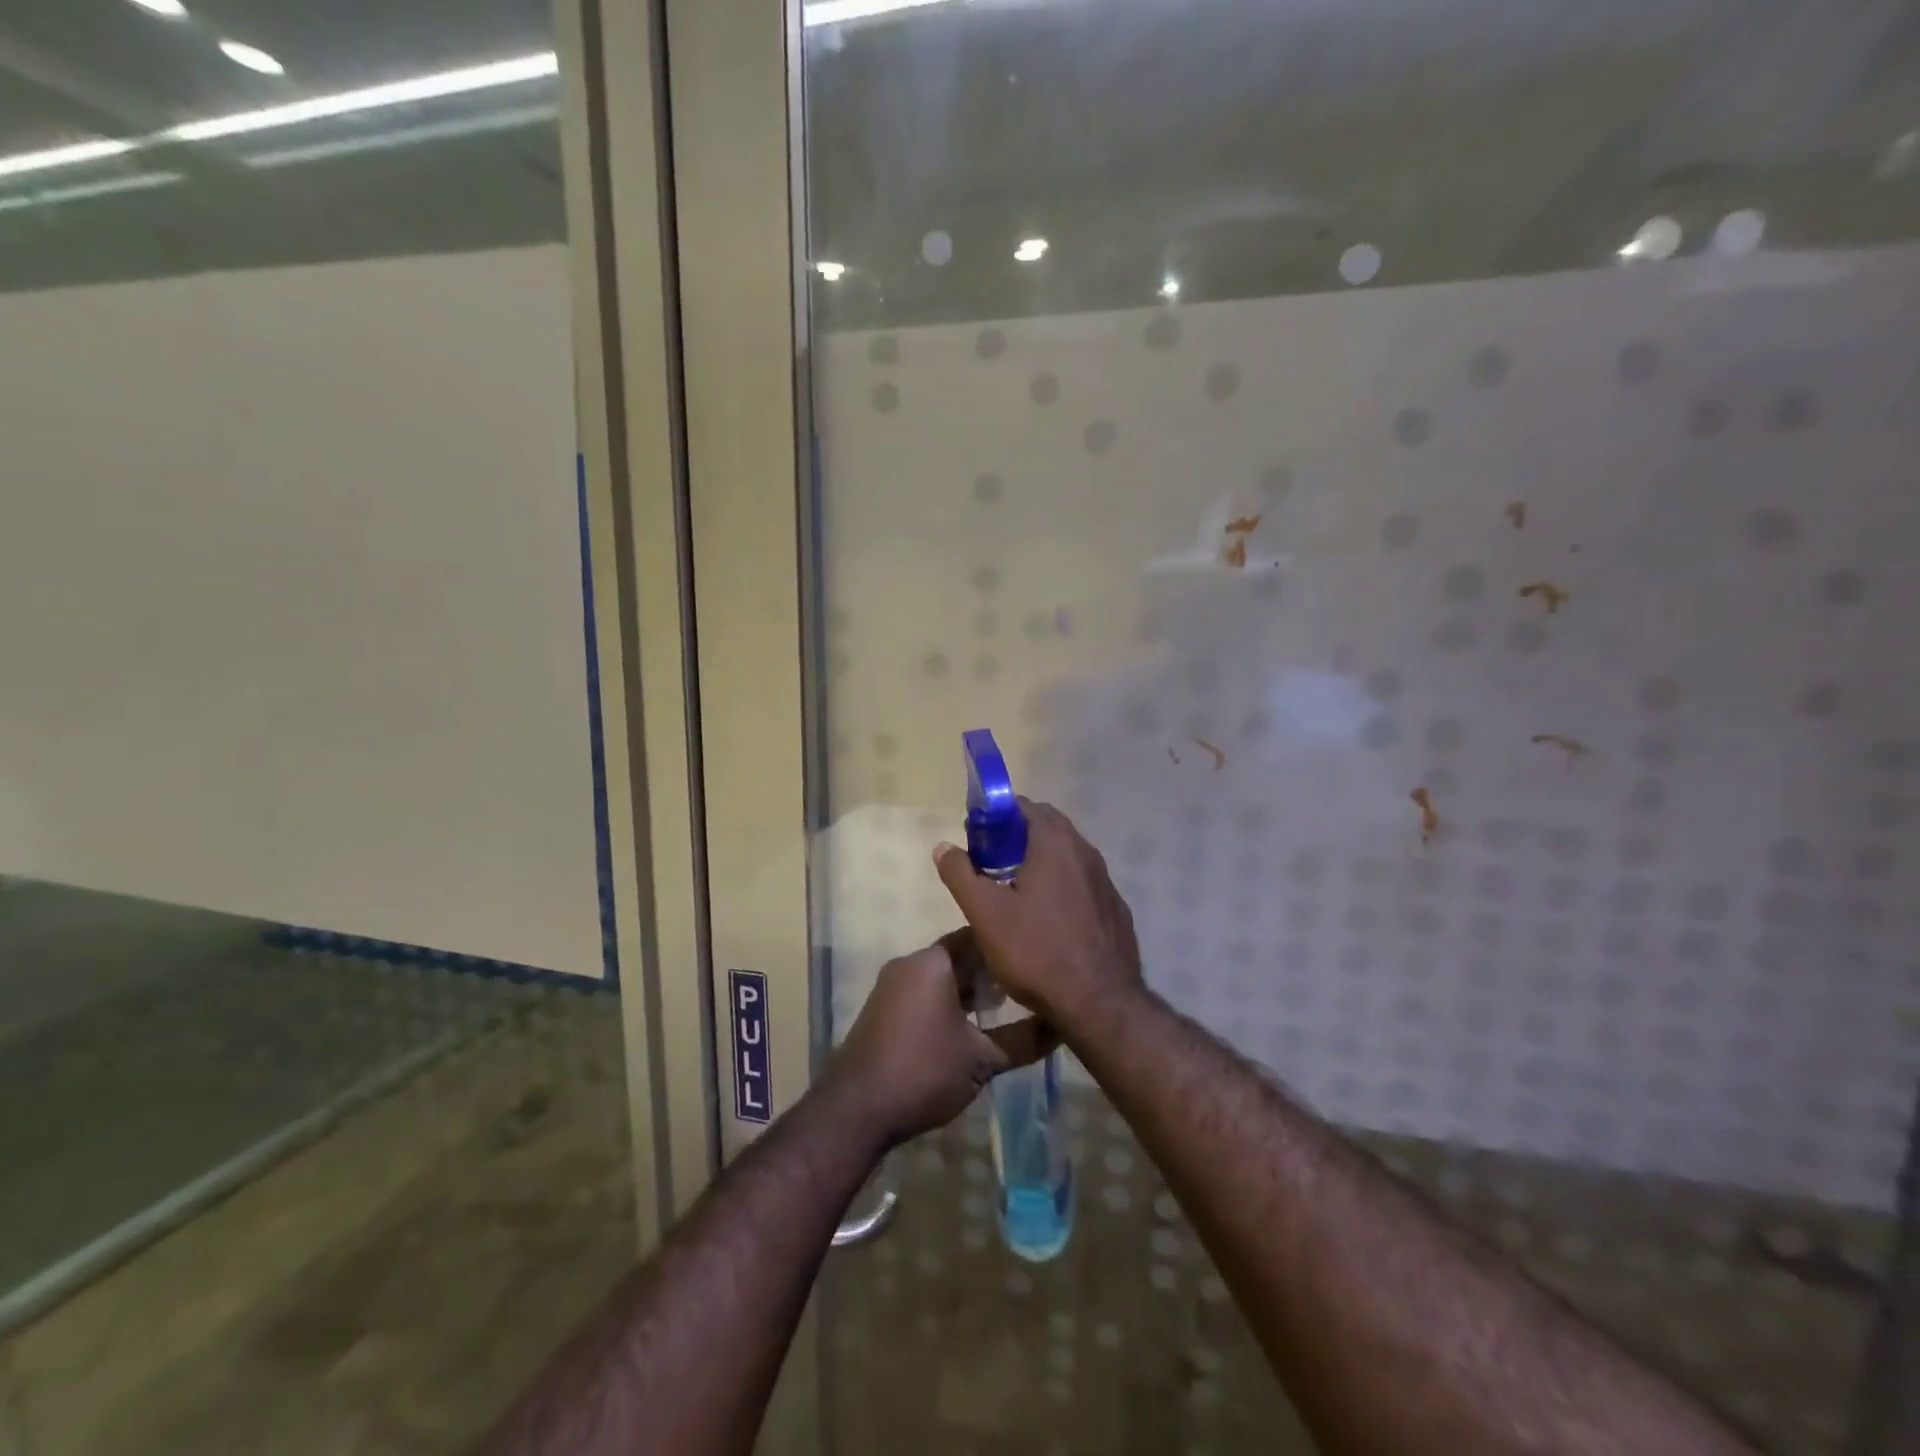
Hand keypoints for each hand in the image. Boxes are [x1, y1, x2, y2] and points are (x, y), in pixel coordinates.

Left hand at [826, 931, 1055, 1149]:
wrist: (855, 1111)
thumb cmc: (923, 1072)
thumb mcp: (982, 1059)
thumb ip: (1024, 1040)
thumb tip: (1062, 1027)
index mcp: (933, 961)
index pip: (978, 937)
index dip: (1009, 947)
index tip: (1037, 959)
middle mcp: (910, 963)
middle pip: (960, 956)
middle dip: (992, 971)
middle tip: (1029, 987)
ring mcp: (893, 986)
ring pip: (943, 977)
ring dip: (971, 990)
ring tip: (1007, 1009)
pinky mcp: (884, 1010)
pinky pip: (925, 993)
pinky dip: (950, 1003)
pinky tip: (971, 1028)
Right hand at [933, 799, 1142, 1037]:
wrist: (1101, 1005)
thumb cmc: (1037, 952)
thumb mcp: (985, 914)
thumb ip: (961, 875)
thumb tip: (943, 847)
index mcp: (1056, 843)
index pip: (1024, 806)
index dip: (996, 816)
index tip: (976, 839)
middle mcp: (1086, 853)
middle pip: (1048, 828)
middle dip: (1016, 838)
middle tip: (989, 865)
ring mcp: (1105, 882)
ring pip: (1067, 857)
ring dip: (1040, 863)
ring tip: (1014, 893)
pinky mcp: (1115, 910)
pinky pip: (1083, 885)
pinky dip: (1062, 888)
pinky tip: (1048, 920)